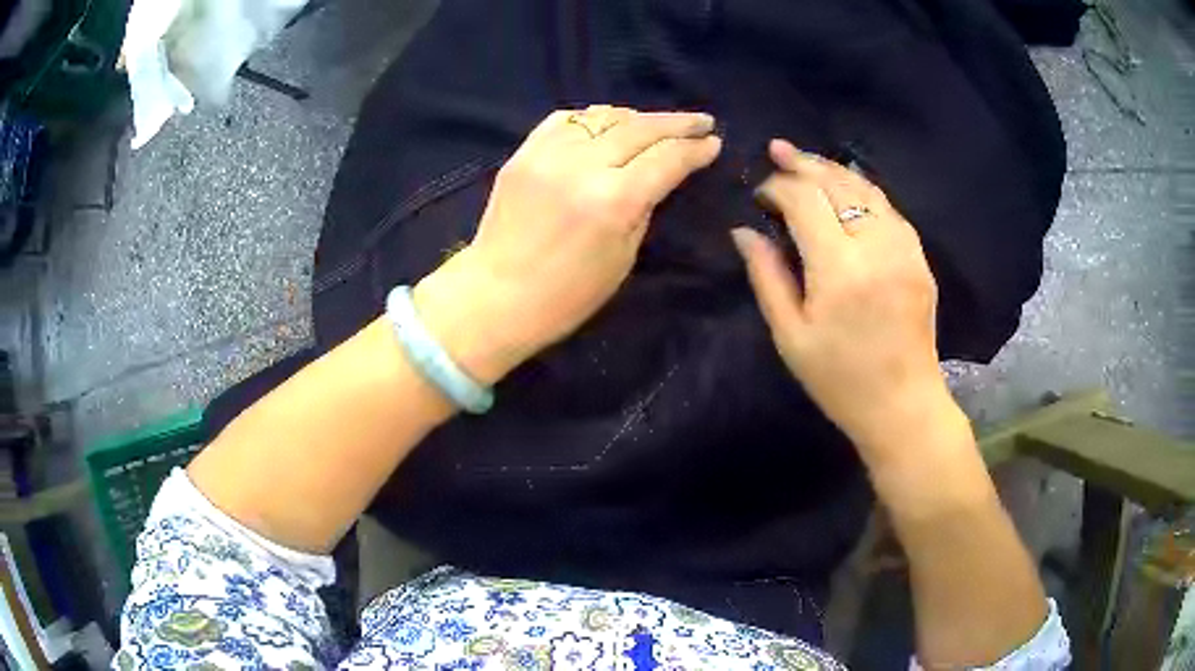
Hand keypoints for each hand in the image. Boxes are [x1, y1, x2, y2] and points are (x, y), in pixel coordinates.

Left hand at [415, 106, 721, 384]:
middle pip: (640, 128)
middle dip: (677, 122)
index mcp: (614, 200)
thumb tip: (661, 173)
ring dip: (637, 116)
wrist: (496, 296)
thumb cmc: (568, 295)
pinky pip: (565, 119)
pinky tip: (608, 124)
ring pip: (603, 116)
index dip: (695, 148)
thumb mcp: (624, 257)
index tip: (713, 143)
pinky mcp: (523, 153)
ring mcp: (548, 154)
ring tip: (656, 124)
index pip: (667, 158)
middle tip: (701, 120)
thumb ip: (645, 206)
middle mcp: (583, 166)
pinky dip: (593, 117)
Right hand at [733, 140, 952, 455]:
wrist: (902, 405)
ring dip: (834, 170)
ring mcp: (904, 249)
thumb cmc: (839, 380)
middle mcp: (876, 247)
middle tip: (777, 151)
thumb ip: (767, 276)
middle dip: (803, 164)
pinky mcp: (919, 257)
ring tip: (807, 160)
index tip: (760, 195)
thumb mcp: (790, 336)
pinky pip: (889, 209)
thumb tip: (744, 231)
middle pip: (836, 184)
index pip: (804, 201)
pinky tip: (846, 189)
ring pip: (866, 188)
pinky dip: (863, 191)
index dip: (778, 187)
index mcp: (839, 269)